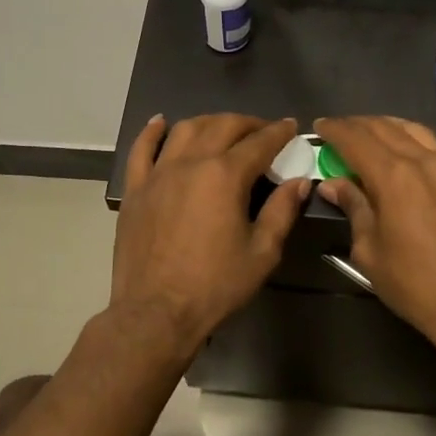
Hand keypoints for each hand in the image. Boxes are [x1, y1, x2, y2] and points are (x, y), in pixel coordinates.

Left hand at [110, 114, 309, 347]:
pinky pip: (141, 149)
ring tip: (223, 128)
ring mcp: (158, 173)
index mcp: (225, 176)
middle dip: (248, 123)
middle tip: (263, 131)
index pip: (259, 143)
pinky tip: (161, 123)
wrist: (156, 313)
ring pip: (185, 130)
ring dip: (209, 122)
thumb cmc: (215, 286)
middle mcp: (191, 163)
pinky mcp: (136, 189)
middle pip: (222, 126)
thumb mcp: (261, 253)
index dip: (278, 132)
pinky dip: (152, 132)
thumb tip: (299, 182)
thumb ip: (282, 211)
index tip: (290, 127)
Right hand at [313, 116, 435, 360]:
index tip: (319, 127)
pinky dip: (414, 144)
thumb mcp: (370, 251)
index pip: (356, 139)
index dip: (334, 130)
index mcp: (394, 177)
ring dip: (387, 128)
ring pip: (415, 132)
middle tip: (339, 131)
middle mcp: (425, 161)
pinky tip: (408, 158)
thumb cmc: (416, 285)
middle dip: (357, 125)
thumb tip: (333, 184)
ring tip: (371, 135)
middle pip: (385, 128)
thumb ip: (354, 208)